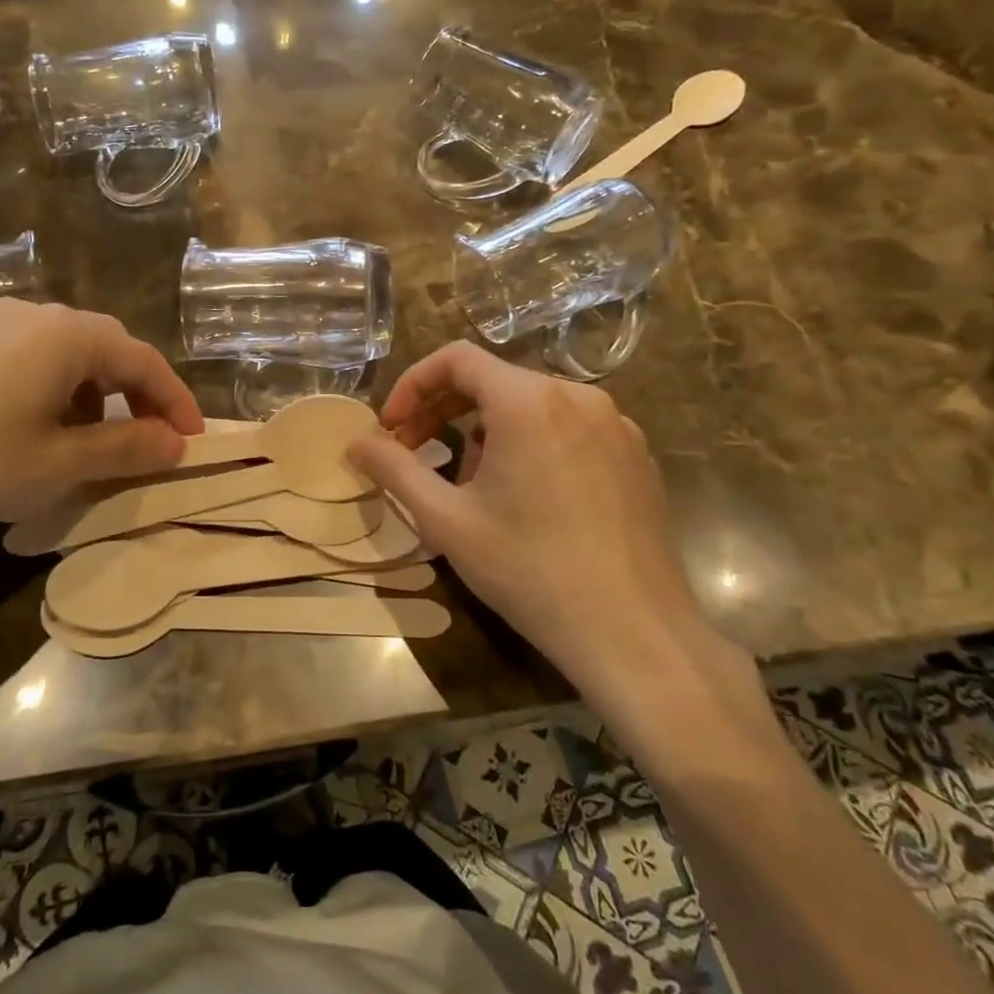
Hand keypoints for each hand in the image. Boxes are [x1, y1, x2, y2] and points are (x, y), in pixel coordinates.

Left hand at [0, 300, 202, 570]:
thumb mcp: (59, 465)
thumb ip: (128, 449)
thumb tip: (177, 444)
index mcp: (65, 334)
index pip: (142, 359)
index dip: (174, 400)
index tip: (193, 439)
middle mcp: (28, 312)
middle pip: (102, 348)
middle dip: (132, 396)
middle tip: (145, 441)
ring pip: (58, 353)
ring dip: (87, 394)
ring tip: (81, 443)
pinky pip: (18, 357)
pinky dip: (44, 389)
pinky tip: (24, 429)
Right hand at [347, 343, 768, 752]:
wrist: (635, 634)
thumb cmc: (529, 570)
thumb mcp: (446, 520)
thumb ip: (394, 469)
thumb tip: (357, 443)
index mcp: (528, 401)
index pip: (456, 359)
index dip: (413, 385)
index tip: (391, 428)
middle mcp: (577, 396)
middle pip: (494, 380)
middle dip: (444, 409)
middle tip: (413, 451)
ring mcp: (615, 424)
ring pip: (530, 405)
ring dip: (486, 430)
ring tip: (472, 486)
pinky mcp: (636, 454)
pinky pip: (568, 428)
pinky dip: (532, 443)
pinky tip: (527, 497)